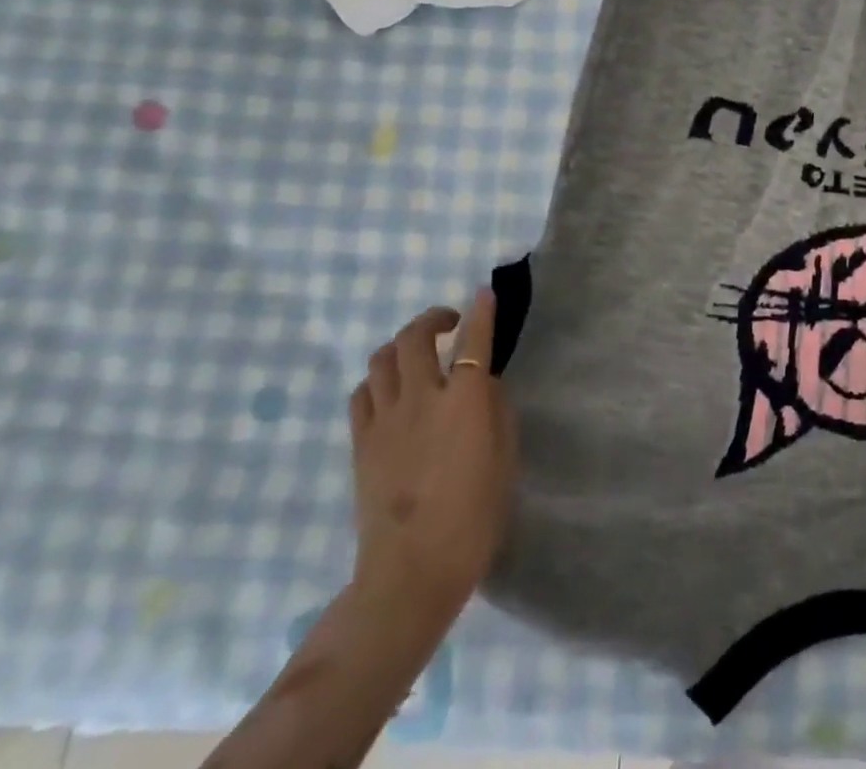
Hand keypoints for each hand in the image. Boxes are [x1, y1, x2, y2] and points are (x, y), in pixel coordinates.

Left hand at [350, 292, 517, 612]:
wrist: (411, 572)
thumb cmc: (474, 515)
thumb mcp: (504, 457)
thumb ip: (495, 409)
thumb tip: (481, 382)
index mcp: (465, 401)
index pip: (474, 340)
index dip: (481, 312)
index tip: (483, 294)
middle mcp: (421, 398)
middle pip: (415, 337)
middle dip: (433, 319)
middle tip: (449, 324)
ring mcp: (385, 419)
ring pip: (382, 358)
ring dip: (402, 345)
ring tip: (418, 355)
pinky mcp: (361, 442)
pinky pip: (363, 392)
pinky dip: (379, 379)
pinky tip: (392, 391)